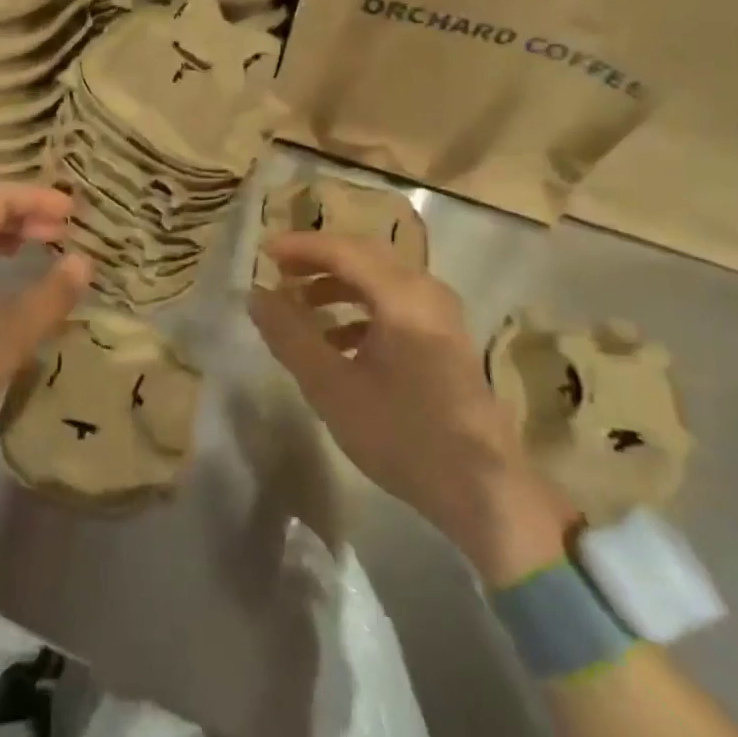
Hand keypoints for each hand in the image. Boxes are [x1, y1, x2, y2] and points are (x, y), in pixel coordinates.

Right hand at [249, 230, 573, 583]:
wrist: (481, 489)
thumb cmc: (401, 434)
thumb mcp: (332, 386)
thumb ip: (290, 336)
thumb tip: (256, 295)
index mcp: (403, 295)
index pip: (343, 250)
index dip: (300, 247)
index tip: (263, 253)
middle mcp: (426, 292)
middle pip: (364, 257)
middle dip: (318, 261)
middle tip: (279, 271)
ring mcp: (440, 316)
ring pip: (380, 281)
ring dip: (337, 286)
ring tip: (300, 306)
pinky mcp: (444, 340)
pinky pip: (395, 306)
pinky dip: (360, 311)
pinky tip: (337, 342)